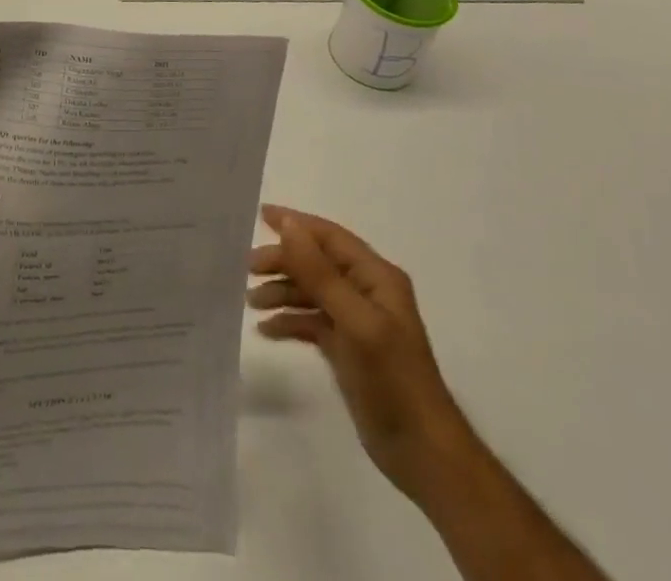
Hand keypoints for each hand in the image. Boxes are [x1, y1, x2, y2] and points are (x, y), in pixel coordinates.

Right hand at [248, 204, 474, 500]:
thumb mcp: (356, 321)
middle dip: (283, 261)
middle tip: (248, 268)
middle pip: (317, 262)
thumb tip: (289, 226)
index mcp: (376, 277)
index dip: (296, 224)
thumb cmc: (393, 379)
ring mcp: (357, 320)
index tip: (260, 216)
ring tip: (251, 301)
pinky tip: (267, 330)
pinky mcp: (347, 348)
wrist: (423, 454)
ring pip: (311, 291)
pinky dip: (290, 321)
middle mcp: (366, 291)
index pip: (330, 237)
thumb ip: (320, 273)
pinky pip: (312, 321)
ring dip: (282, 291)